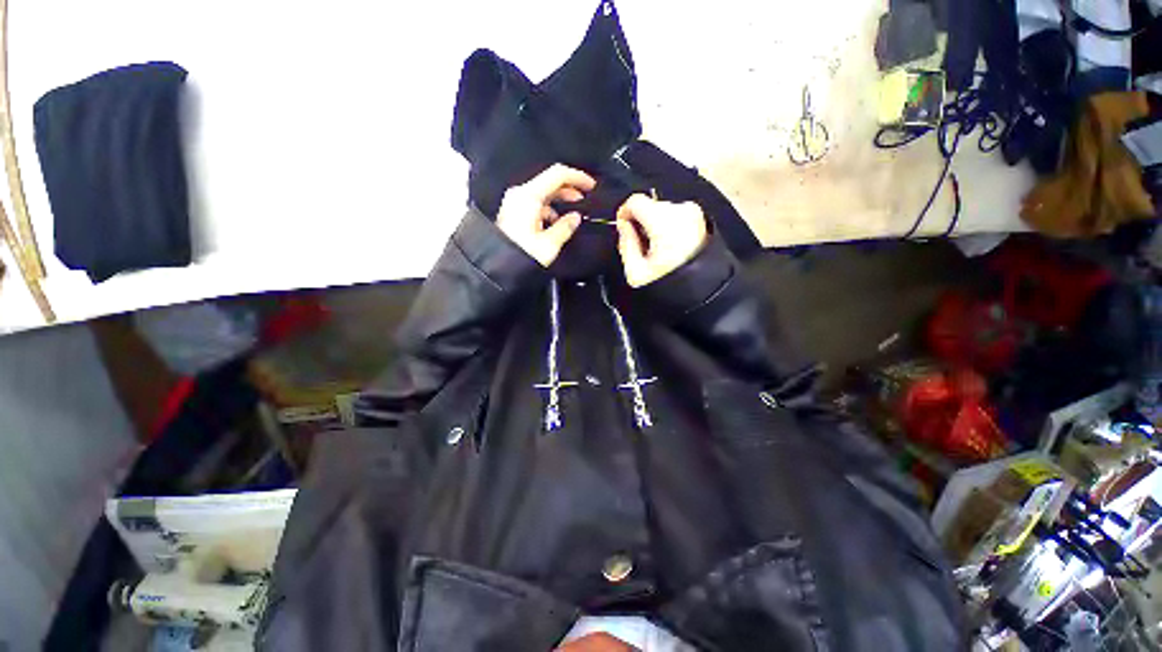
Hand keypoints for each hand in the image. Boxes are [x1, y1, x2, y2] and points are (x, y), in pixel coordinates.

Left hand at [497, 164, 595, 266]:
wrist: (496, 267)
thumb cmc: (518, 256)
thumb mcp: (549, 244)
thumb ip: (565, 227)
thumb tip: (575, 218)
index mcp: (529, 196)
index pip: (558, 174)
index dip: (577, 177)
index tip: (591, 185)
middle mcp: (520, 195)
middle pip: (550, 182)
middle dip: (570, 189)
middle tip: (585, 199)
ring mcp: (515, 202)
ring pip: (543, 193)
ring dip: (560, 200)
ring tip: (572, 214)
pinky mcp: (514, 212)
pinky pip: (535, 203)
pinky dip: (549, 209)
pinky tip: (556, 222)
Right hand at [615, 194, 707, 287]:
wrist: (703, 292)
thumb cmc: (671, 285)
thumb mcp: (636, 272)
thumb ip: (626, 243)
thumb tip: (624, 227)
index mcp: (663, 222)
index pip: (635, 201)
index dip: (624, 213)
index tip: (623, 228)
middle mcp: (681, 211)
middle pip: (650, 205)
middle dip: (641, 222)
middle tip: (639, 245)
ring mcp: (695, 214)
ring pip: (663, 211)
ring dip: (655, 225)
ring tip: (656, 250)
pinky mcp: (702, 220)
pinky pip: (677, 216)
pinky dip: (669, 227)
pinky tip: (669, 248)